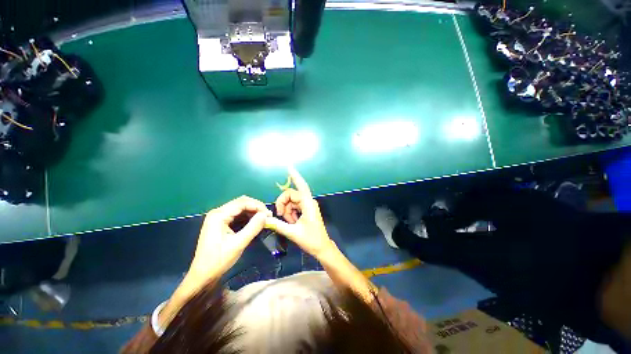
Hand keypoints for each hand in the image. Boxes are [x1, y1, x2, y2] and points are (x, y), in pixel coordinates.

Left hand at [188, 195, 271, 280]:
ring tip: (264, 220)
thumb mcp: (238, 244)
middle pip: (241, 203)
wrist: (203, 276)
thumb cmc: (219, 260)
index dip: (258, 206)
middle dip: (256, 208)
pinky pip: (238, 215)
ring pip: (240, 208)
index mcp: (219, 215)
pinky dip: (248, 217)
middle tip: (268, 217)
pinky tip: (255, 223)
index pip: (242, 203)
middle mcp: (218, 212)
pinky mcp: (221, 223)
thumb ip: (253, 227)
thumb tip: (266, 215)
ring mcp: (219, 217)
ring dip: (253, 212)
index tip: (269, 215)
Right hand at [266, 167, 333, 258]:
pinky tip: (291, 222)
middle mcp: (308, 201)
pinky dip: (290, 213)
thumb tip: (265, 219)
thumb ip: (278, 225)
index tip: (289, 166)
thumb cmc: (311, 240)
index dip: (295, 176)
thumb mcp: (293, 232)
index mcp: (308, 203)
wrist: (321, 247)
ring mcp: (307, 205)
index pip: (300, 186)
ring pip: (291, 201)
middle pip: (291, 195)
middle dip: (283, 204)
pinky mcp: (306, 210)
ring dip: (287, 210)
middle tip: (280, 216)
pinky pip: (294, 206)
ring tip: (290, 223)